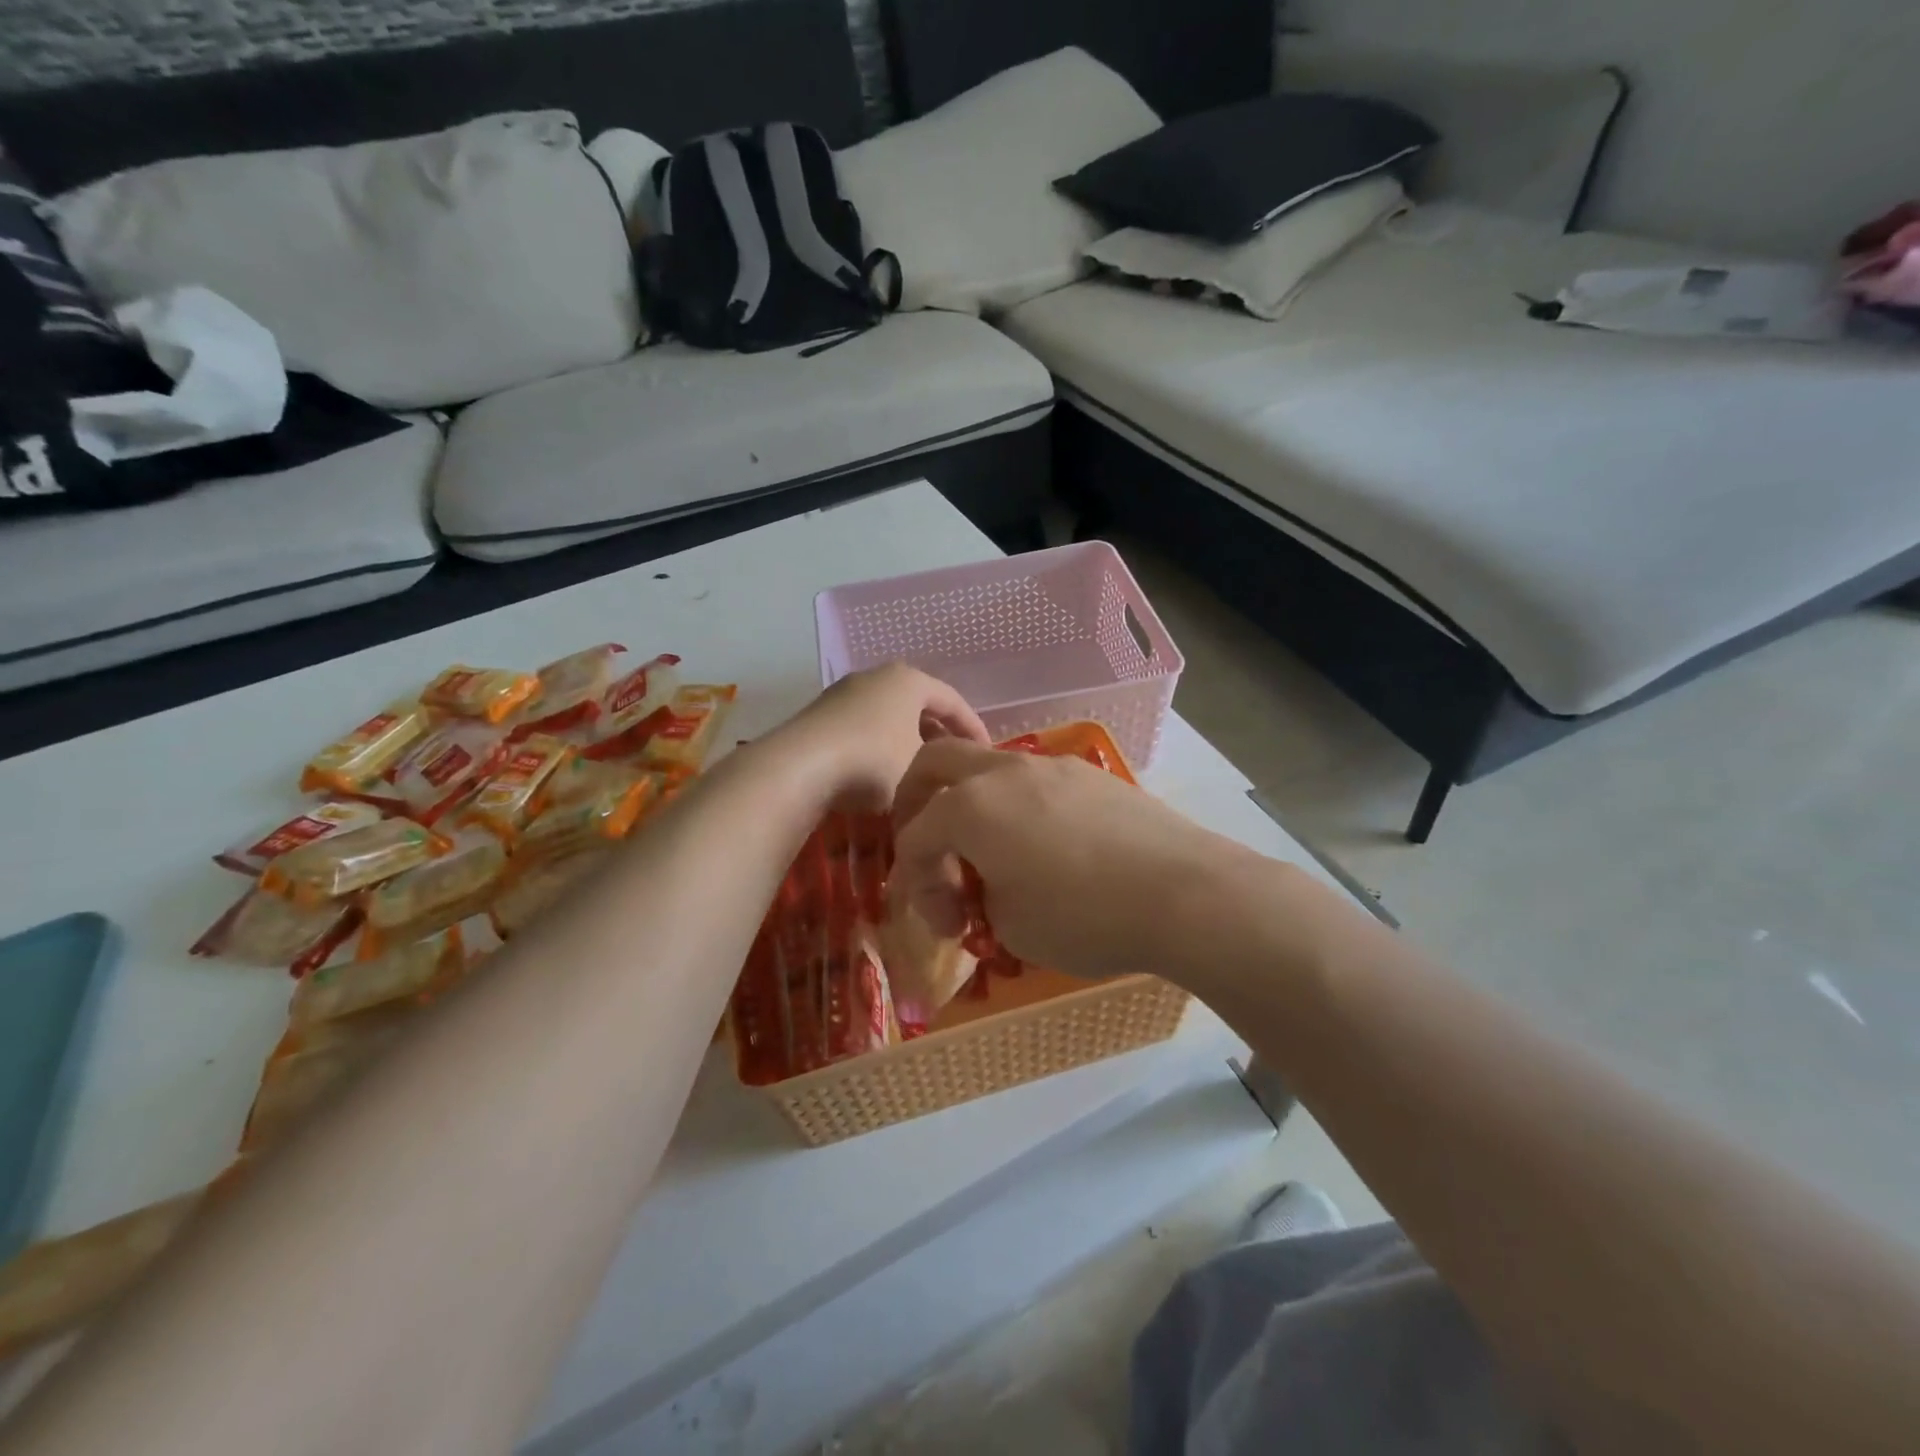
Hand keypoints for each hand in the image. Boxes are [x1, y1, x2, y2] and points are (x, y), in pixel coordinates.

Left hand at [769, 663, 989, 813]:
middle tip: (956, 761)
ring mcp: (844, 693)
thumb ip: (942, 764)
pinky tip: (884, 773)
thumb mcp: (921, 767)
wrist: (799, 767)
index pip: (953, 700)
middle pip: (920, 705)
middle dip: (940, 734)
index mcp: (908, 680)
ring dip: (909, 741)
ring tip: (922, 770)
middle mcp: (876, 677)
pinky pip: (865, 727)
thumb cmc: (873, 761)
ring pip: (890, 716)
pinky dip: (882, 746)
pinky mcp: (821, 715)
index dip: (974, 728)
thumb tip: (947, 772)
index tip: (988, 754)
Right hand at [889, 738, 1243, 980]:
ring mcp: (1050, 766)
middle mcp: (1003, 772)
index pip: (915, 836)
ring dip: (972, 803)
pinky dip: (1016, 806)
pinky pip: (1033, 780)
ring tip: (992, 853)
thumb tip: (989, 887)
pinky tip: (1043, 845)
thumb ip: (981, 898)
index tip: (947, 926)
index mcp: (970, 806)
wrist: (1183, 892)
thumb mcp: (1011, 926)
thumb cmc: (1084, 916)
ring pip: (988, 766)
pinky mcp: (1090, 775)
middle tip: (928, 846)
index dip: (916, 885)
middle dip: (915, 801)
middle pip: (935, 762)